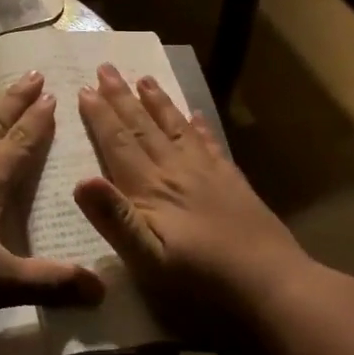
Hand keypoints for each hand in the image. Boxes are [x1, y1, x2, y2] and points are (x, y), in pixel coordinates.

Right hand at [74, 64, 310, 350]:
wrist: (274, 287)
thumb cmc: (202, 283)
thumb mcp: (148, 261)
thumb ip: (115, 220)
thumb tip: (80, 180)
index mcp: (151, 190)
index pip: (119, 144)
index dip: (100, 116)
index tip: (85, 88)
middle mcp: (177, 172)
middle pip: (144, 127)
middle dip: (122, 97)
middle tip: (107, 67)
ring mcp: (208, 174)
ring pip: (176, 128)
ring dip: (157, 102)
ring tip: (144, 78)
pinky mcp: (232, 183)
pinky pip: (210, 145)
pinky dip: (198, 126)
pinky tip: (195, 114)